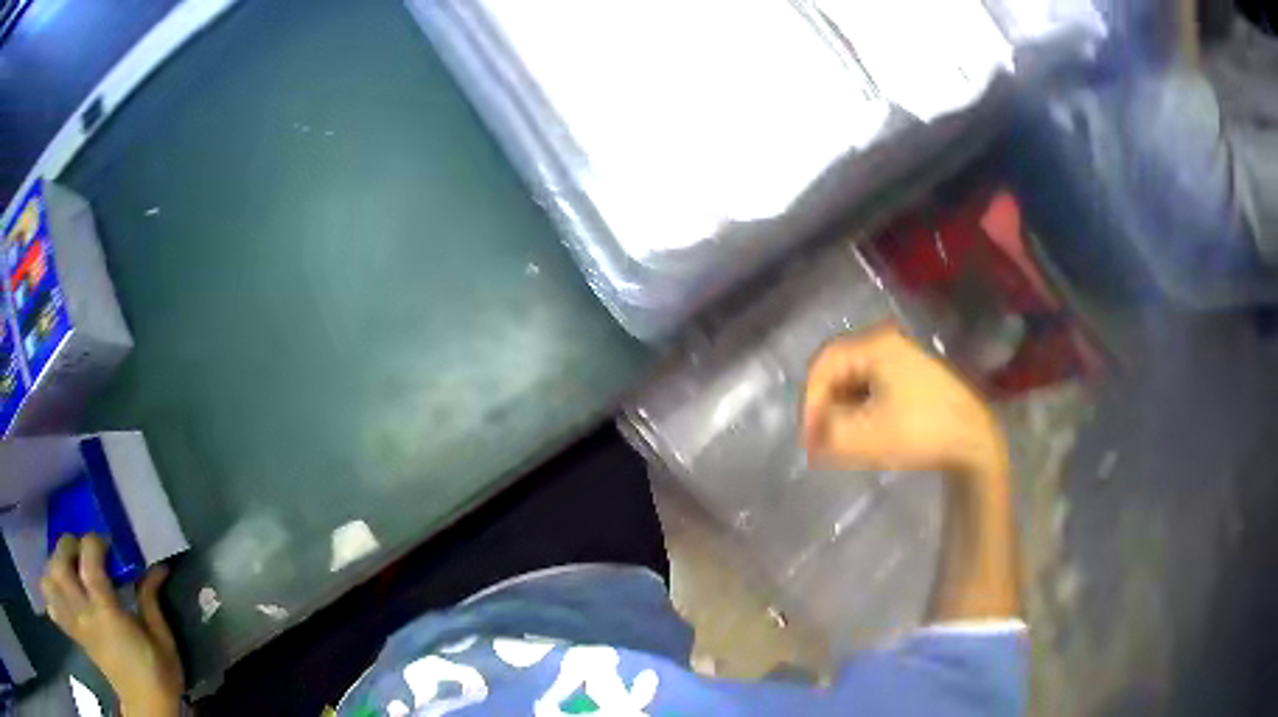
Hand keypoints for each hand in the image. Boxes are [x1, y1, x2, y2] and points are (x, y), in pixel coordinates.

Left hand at [42, 535, 182, 716]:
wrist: (149, 710)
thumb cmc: (158, 676)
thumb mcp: (163, 641)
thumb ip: (152, 601)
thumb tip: (158, 567)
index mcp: (108, 614)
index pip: (89, 565)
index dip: (93, 543)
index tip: (107, 545)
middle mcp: (86, 616)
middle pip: (60, 567)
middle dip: (66, 547)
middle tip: (80, 549)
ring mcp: (78, 626)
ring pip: (52, 585)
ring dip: (53, 567)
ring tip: (65, 566)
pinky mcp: (76, 636)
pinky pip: (55, 612)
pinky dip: (50, 597)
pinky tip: (54, 591)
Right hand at [803, 323, 1006, 476]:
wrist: (973, 441)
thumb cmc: (922, 433)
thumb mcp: (867, 437)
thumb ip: (828, 433)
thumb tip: (811, 434)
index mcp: (876, 346)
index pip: (824, 364)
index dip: (809, 401)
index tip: (808, 436)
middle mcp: (888, 343)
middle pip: (839, 369)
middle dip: (825, 406)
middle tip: (819, 440)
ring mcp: (903, 358)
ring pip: (855, 379)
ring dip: (841, 409)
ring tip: (837, 440)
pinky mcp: (912, 376)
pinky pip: (872, 386)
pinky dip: (860, 409)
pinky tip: (861, 432)